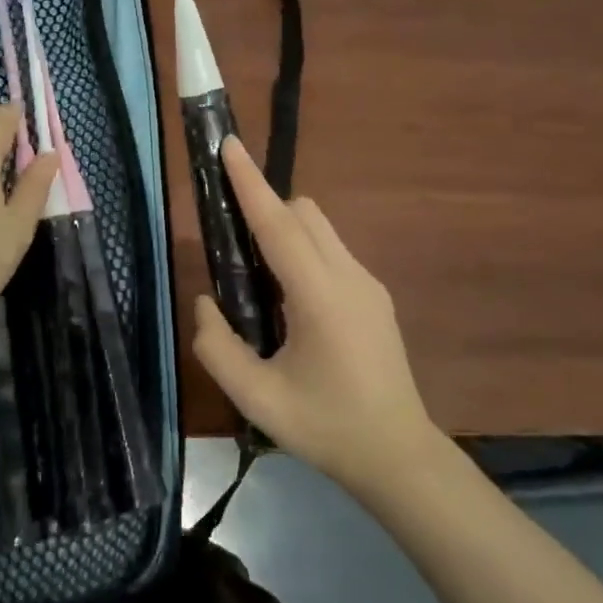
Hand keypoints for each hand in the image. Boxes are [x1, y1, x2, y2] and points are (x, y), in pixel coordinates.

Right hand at [193, 138, 439, 496]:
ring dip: (285, 231)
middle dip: (265, 207)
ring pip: (321, 229)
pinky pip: (332, 253)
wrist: (398, 456)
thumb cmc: (325, 427)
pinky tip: (290, 303)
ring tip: (257, 279)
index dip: (250, 183)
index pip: (278, 225)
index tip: (230, 145)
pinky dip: (304, 253)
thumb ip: (216, 346)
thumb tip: (205, 301)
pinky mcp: (376, 297)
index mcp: (320, 296)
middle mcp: (349, 277)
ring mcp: (368, 285)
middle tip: (230, 242)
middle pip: (304, 213)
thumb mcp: (256, 398)